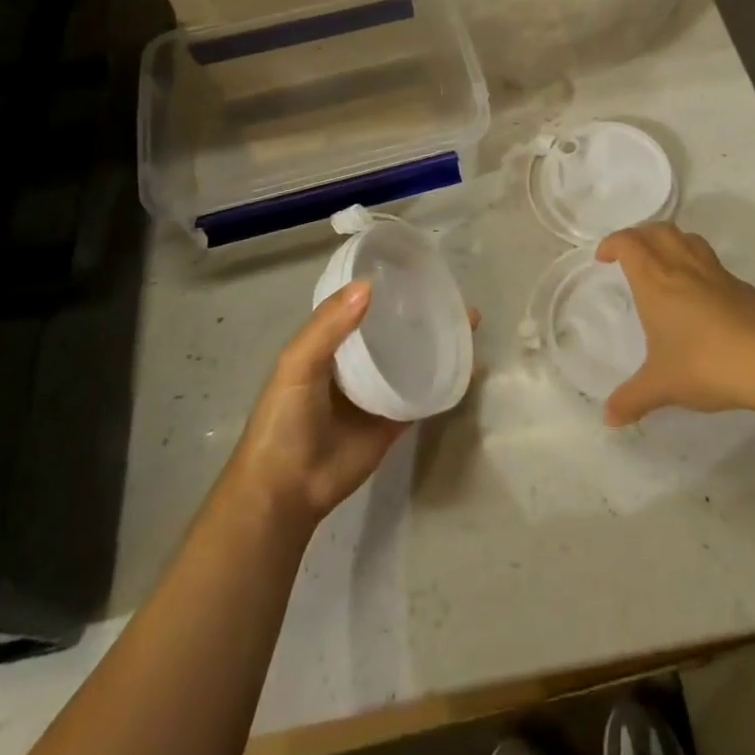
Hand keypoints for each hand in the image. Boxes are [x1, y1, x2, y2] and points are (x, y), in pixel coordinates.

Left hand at [227, 283, 478, 530]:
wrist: (289, 489)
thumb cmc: (285, 419)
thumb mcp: (297, 364)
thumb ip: (328, 326)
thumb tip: (369, 285)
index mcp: (329, 341)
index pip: (361, 303)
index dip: (385, 284)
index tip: (417, 265)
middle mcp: (356, 360)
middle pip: (393, 327)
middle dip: (420, 310)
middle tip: (453, 293)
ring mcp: (378, 389)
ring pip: (412, 356)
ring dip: (437, 339)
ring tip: (469, 320)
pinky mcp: (395, 419)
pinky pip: (423, 394)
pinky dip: (444, 379)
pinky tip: (469, 364)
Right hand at [597, 223, 754, 426]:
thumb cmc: (704, 365)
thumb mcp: (661, 386)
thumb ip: (632, 398)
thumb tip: (608, 418)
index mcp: (655, 280)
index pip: (628, 243)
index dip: (612, 243)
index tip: (603, 258)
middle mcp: (682, 266)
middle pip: (657, 230)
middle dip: (639, 235)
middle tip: (630, 254)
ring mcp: (715, 272)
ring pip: (687, 237)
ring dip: (669, 241)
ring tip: (662, 262)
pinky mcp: (740, 284)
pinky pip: (711, 261)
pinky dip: (696, 263)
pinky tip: (699, 292)